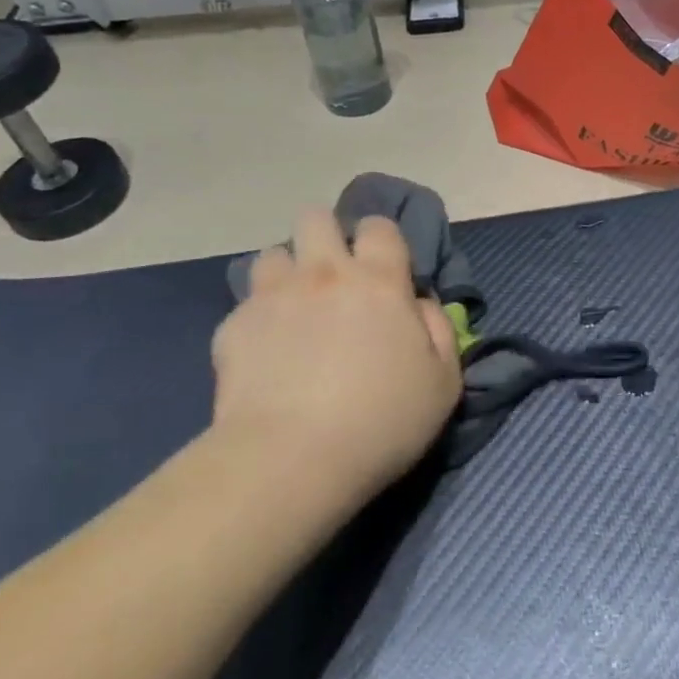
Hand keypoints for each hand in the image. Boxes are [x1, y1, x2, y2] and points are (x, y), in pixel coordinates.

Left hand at [210, 210, 462, 498]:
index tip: (384, 268)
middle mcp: (323, 274)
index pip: (379, 226)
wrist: (291, 460)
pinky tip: (265, 354)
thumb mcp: (444, 382)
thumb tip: (419, 306)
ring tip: (293, 308)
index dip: (382, 239)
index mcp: (378, 281)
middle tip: (333, 276)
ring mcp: (273, 296)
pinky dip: (258, 320)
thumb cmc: (381, 421)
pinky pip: (245, 305)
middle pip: (315, 218)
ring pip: (273, 253)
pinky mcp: (234, 327)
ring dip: (287, 272)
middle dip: (325, 236)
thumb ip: (440, 331)